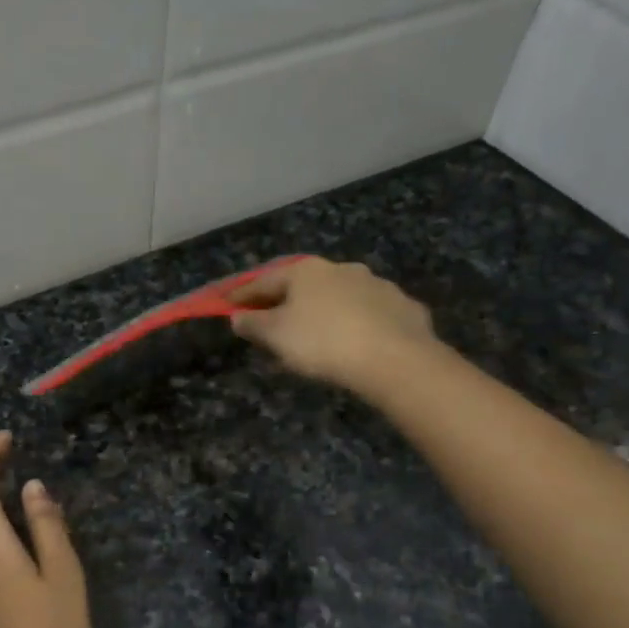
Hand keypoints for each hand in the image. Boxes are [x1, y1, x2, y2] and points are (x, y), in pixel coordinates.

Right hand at [229, 257, 438, 394]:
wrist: (395, 358)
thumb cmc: (323, 342)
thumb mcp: (276, 336)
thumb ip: (253, 324)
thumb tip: (238, 316)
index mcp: (306, 271)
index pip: (263, 280)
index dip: (241, 295)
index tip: (225, 305)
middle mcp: (341, 268)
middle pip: (302, 286)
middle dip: (284, 302)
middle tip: (271, 322)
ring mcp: (376, 285)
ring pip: (339, 298)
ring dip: (322, 312)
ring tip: (315, 336)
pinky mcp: (403, 307)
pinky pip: (369, 315)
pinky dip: (355, 324)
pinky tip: (354, 343)